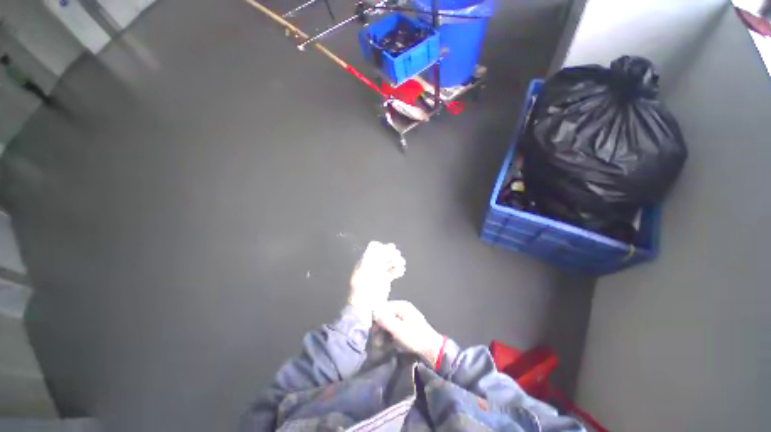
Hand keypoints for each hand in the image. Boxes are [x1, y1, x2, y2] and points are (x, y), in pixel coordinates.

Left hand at [348, 241, 405, 315]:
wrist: (365, 306)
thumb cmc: (363, 286)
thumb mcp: (364, 268)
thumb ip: (370, 255)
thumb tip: (375, 243)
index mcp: (365, 261)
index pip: (374, 248)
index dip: (382, 247)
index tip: (390, 249)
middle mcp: (371, 265)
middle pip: (382, 254)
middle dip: (390, 253)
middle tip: (397, 255)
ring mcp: (378, 273)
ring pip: (388, 262)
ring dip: (396, 261)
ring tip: (401, 263)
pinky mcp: (384, 281)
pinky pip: (392, 272)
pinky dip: (397, 270)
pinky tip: (401, 271)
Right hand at [374, 301, 444, 365]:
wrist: (432, 350)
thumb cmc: (414, 338)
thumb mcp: (398, 329)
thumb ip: (384, 319)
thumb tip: (373, 310)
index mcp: (401, 306)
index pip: (383, 308)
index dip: (376, 319)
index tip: (372, 332)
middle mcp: (403, 308)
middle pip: (386, 315)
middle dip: (380, 328)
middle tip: (377, 342)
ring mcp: (406, 317)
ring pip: (390, 323)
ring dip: (384, 333)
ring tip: (382, 345)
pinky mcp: (408, 326)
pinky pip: (395, 328)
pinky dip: (391, 335)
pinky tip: (389, 344)